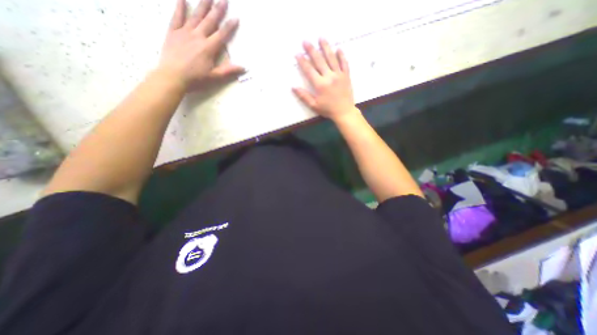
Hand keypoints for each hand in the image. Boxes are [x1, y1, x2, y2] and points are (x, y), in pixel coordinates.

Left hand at [160, 0, 243, 90]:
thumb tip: (244, 68)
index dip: (229, 26)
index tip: (236, 18)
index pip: (222, 35)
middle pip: (210, 21)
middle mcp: (198, 36)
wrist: (172, 77)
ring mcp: (184, 32)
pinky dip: (180, 7)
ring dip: (203, 5)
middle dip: (218, 10)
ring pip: (195, 16)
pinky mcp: (173, 32)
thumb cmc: (196, 79)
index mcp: (209, 48)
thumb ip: (229, 71)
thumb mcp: (215, 77)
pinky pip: (176, 17)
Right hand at [293, 40, 357, 122]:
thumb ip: (304, 96)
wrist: (344, 112)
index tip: (297, 54)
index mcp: (320, 85)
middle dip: (311, 50)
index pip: (309, 70)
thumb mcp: (314, 105)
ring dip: (326, 47)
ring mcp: (339, 75)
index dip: (302, 61)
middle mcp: (329, 77)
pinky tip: (338, 49)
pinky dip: (341, 55)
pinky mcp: (346, 76)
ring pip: (332, 58)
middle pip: (319, 60)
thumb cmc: (328, 110)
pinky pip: (344, 63)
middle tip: (305, 41)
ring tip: (321, 38)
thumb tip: (293, 87)